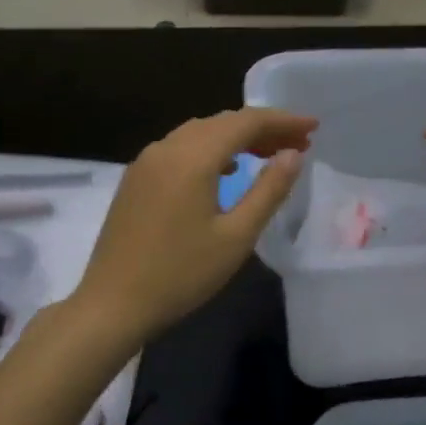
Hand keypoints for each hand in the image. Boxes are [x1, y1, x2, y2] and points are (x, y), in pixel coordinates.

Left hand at [72, 108, 316, 344]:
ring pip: (200, 133)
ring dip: (236, 137)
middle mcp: (167, 148)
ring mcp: (146, 162)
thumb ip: (268, 190)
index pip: (246, 122)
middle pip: (222, 122)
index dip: (283, 121)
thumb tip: (293, 155)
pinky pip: (180, 148)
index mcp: (193, 158)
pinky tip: (225, 171)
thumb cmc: (181, 274)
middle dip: (263, 128)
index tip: (313, 128)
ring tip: (269, 154)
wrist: (112, 304)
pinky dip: (211, 150)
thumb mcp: (236, 236)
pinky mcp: (136, 179)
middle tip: (298, 143)